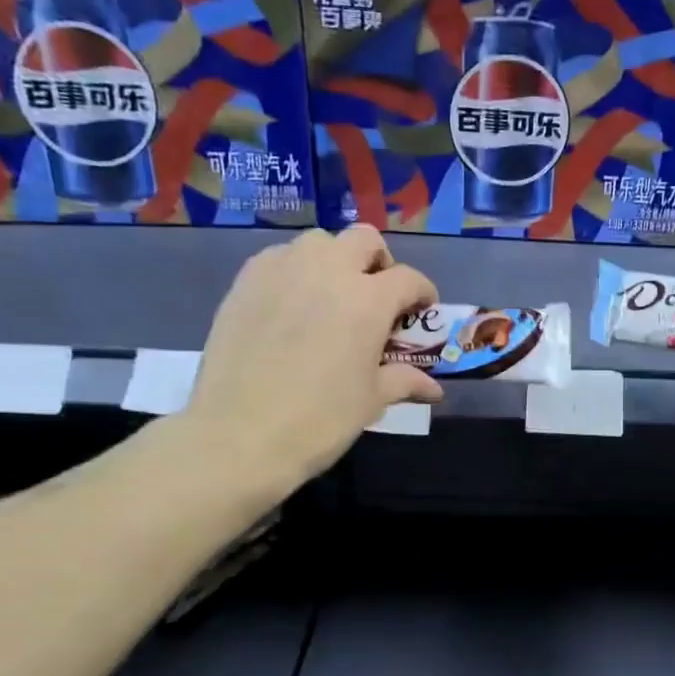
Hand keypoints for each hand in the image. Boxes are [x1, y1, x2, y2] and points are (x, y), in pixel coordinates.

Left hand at [178, 226, 438, 499]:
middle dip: (379, 262)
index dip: (423, 294)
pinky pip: (279, 257)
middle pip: (364, 240)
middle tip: (377, 296)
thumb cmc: (320, 420)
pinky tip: (293, 304)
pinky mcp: (246, 281)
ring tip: (332, 296)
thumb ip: (404, 381)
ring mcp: (283, 270)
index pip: (409, 279)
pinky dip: (296, 270)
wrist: (240, 434)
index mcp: (369, 300)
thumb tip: (434, 390)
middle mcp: (329, 271)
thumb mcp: (371, 401)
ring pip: (319, 242)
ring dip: (335, 260)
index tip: (422, 312)